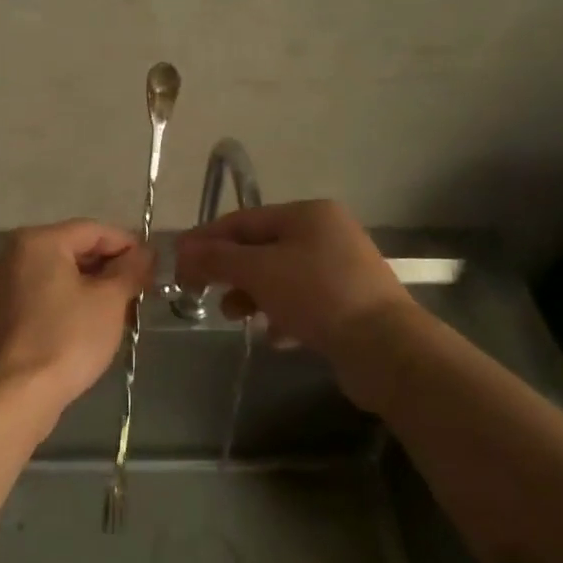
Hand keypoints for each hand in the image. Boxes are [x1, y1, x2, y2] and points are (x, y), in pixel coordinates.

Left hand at [0, 219, 153, 416]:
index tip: (154, 266)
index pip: (94, 230)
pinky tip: (91, 321)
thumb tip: (146, 253)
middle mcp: (13, 253)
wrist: (16, 394)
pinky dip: (68, 300)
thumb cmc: (66, 339)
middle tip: (141, 289)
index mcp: (38, 241)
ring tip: (123, 308)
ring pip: (58, 273)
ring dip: (92, 285)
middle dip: (110, 267)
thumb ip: (130, 269)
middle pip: (73, 248)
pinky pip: (43, 293)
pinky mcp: (0, 311)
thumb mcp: (109, 301)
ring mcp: (2, 283)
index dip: (128, 244)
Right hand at [173, 200, 416, 398]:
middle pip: (261, 248)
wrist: (385, 347)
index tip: (177, 262)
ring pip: (280, 278)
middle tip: (200, 292)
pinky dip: (282, 316)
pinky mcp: (349, 304)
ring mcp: (341, 270)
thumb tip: (182, 249)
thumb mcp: (258, 271)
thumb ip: (217, 258)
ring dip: (252, 296)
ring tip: (237, 317)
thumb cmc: (317, 295)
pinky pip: (302, 304)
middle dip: (229, 271)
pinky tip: (274, 337)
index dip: (206, 239)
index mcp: (308, 214)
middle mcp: (327, 234)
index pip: (243, 220)